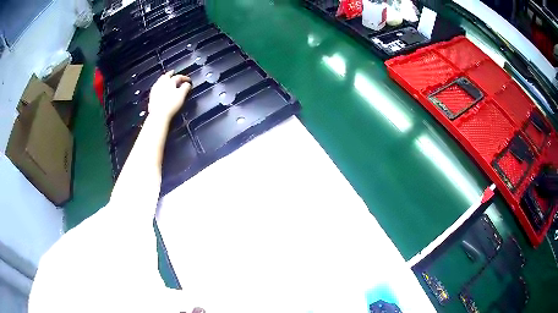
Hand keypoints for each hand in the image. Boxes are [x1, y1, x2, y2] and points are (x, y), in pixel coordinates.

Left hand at [148, 70, 191, 121]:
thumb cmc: (170, 105)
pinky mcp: (151, 97)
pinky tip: (159, 89)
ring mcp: (155, 90)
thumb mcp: (182, 95)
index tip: (188, 80)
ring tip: (166, 80)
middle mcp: (161, 84)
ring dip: (164, 79)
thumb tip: (187, 84)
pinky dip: (159, 87)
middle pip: (166, 76)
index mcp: (170, 82)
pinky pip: (156, 88)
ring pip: (160, 81)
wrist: (159, 116)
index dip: (184, 78)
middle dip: (171, 74)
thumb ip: (185, 87)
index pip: (178, 77)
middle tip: (173, 72)